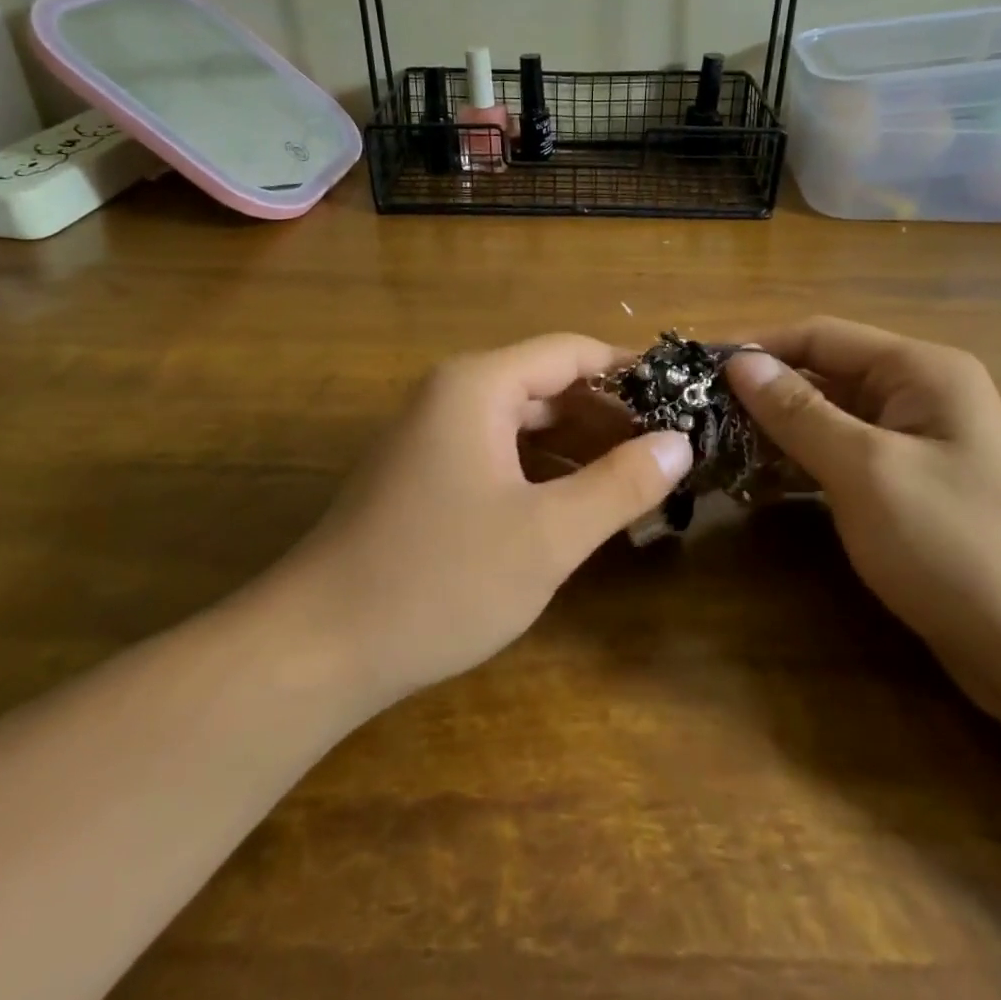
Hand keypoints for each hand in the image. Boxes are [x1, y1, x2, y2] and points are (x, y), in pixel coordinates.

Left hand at [278, 335, 691, 705]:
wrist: (317, 647)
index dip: (630, 372)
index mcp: (478, 386)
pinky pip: (497, 456)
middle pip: (547, 387)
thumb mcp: (547, 536)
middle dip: (609, 417)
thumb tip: (680, 442)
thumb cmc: (439, 580)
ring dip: (579, 449)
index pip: (571, 353)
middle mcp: (452, 396)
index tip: (684, 399)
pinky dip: (542, 473)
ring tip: (638, 482)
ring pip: (523, 425)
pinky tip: (577, 508)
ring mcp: (432, 437)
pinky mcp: (423, 476)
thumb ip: (621, 484)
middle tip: (670, 452)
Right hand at [726, 318, 1000, 720]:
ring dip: (776, 432)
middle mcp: (918, 396)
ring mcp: (915, 445)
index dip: (758, 349)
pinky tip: (757, 484)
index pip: (820, 336)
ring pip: (829, 420)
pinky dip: (801, 465)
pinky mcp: (909, 490)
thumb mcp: (866, 471)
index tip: (696, 371)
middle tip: (696, 417)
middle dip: (762, 393)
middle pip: (823, 375)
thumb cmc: (960, 546)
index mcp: (919, 371)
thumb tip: (739, 363)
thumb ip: (798, 413)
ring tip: (713, 448)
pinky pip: (842, 460)